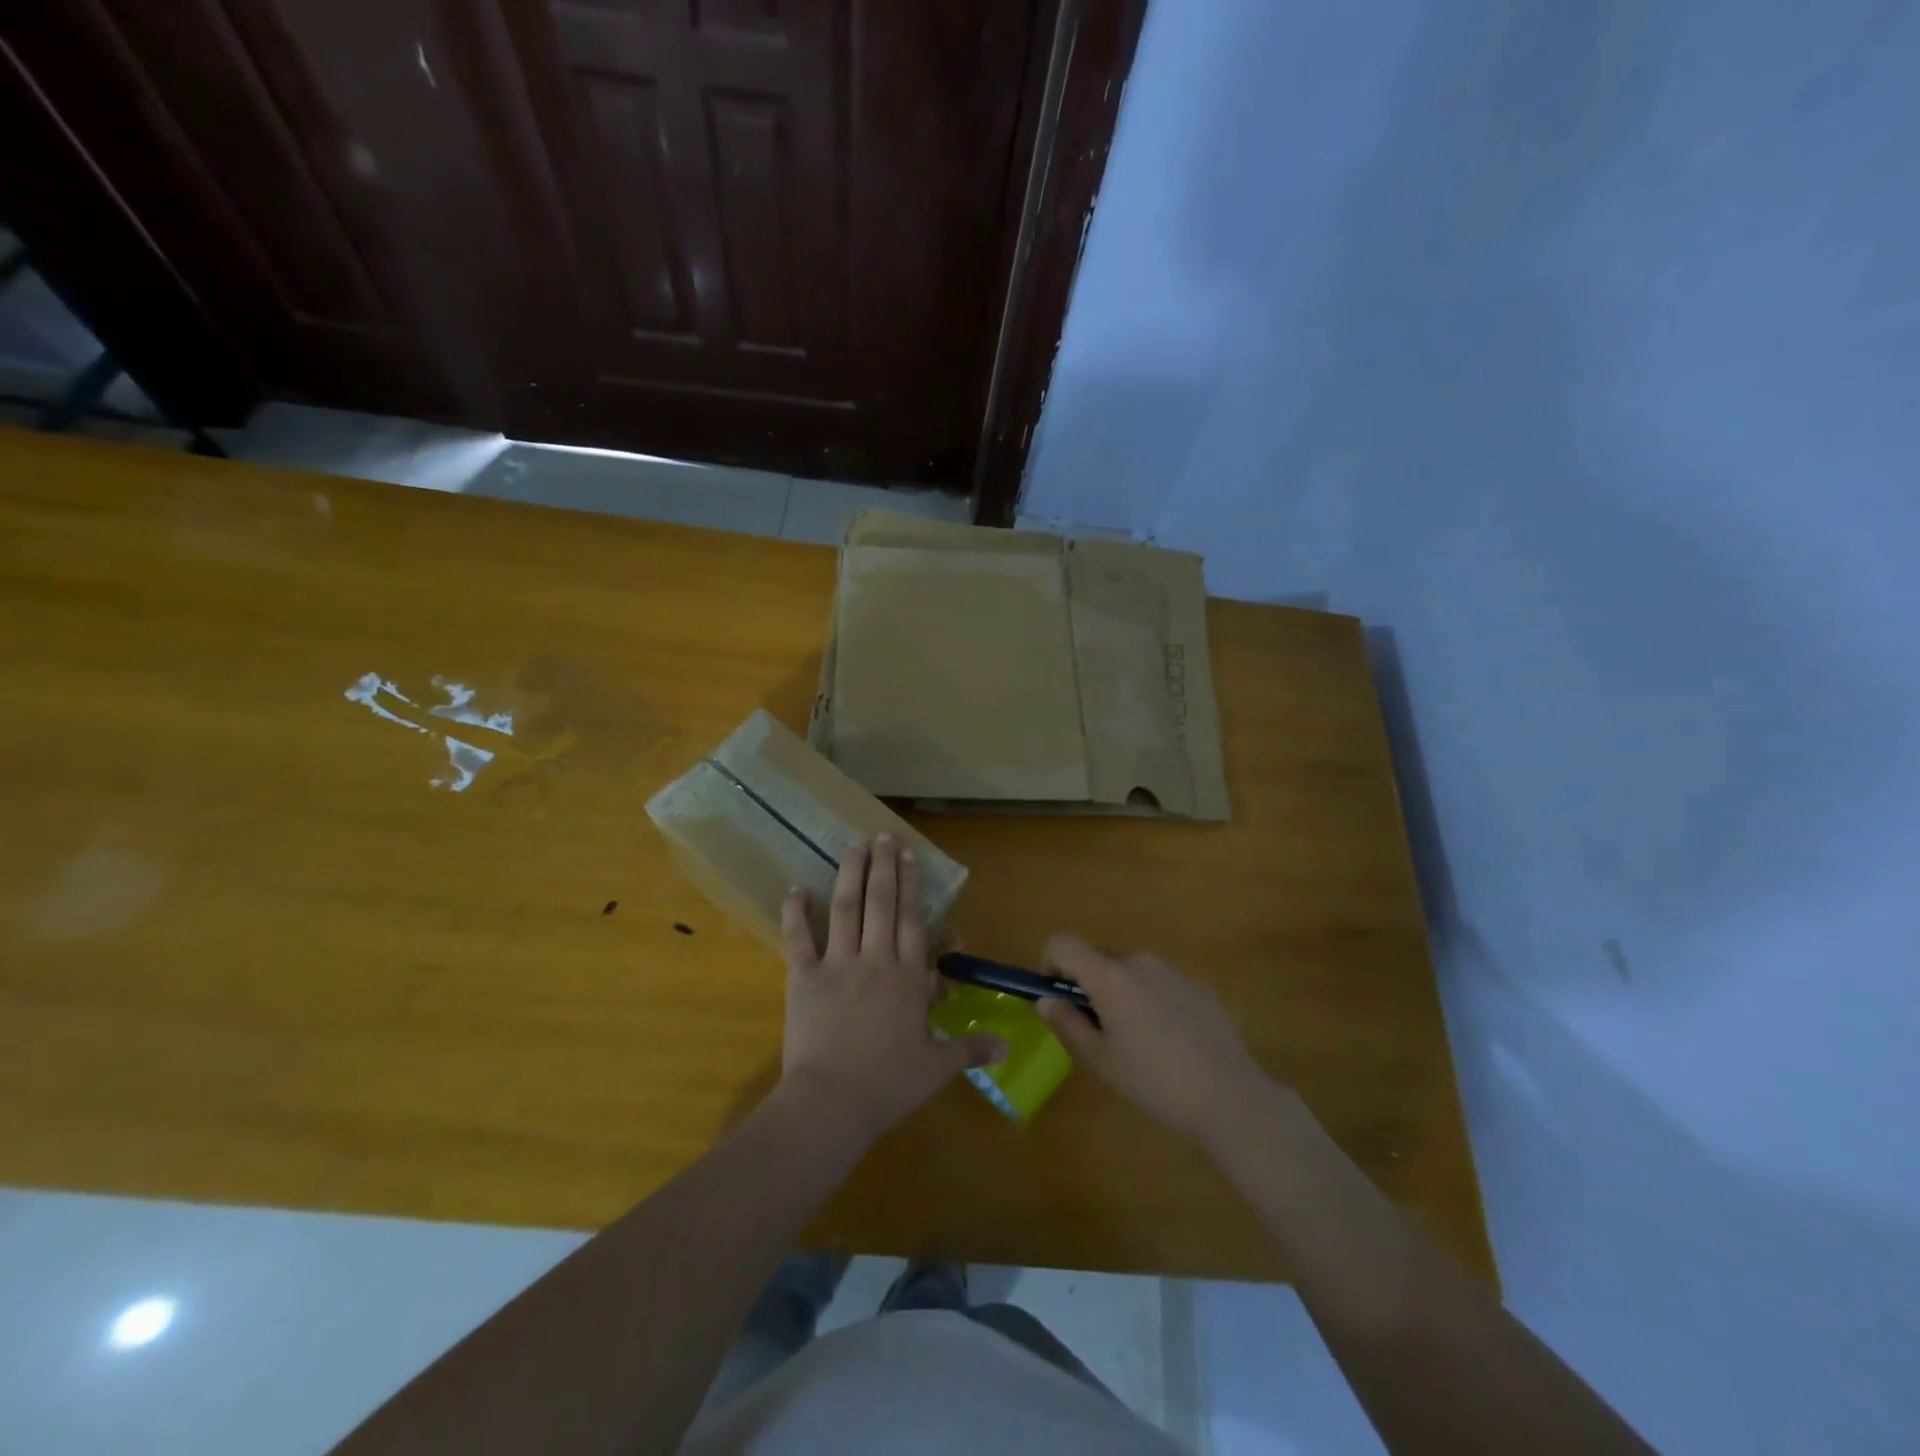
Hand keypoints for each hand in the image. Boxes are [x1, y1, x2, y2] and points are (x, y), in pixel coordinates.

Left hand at [778, 836, 1004, 1143]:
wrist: (832, 1103)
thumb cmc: (889, 1084)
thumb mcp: (936, 1066)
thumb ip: (970, 1048)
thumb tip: (1008, 1047)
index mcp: (907, 977)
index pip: (912, 919)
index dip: (912, 884)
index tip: (910, 855)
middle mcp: (875, 960)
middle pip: (881, 903)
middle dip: (883, 866)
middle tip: (883, 835)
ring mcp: (837, 965)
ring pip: (845, 909)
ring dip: (849, 875)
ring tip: (851, 846)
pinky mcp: (803, 978)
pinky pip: (797, 939)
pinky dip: (795, 912)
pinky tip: (795, 888)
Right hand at [1036, 936, 1271, 1139]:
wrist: (1230, 1097)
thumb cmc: (1155, 1081)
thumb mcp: (1101, 1060)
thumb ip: (1067, 1024)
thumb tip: (1046, 999)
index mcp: (1110, 977)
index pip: (1063, 944)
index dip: (1050, 963)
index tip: (1054, 995)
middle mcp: (1140, 962)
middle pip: (1098, 959)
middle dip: (1087, 986)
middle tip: (1096, 1030)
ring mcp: (1172, 971)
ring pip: (1130, 972)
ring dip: (1120, 994)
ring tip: (1136, 1041)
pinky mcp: (1197, 986)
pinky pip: (1159, 984)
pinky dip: (1150, 1001)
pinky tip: (1169, 1042)